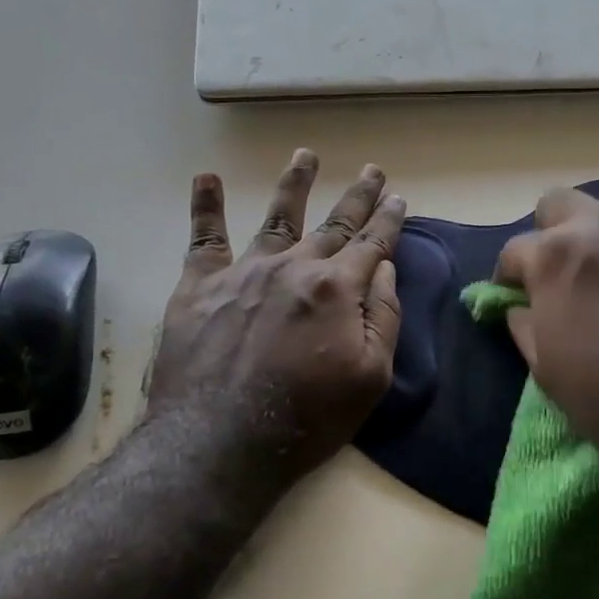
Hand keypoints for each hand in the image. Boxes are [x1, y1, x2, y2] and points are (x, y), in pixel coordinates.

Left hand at [145, 149, 404, 493]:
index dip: (389, 221)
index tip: (398, 198)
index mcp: (337, 289)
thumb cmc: (307, 418)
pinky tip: (206, 177)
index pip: (373, 245)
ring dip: (295, 184)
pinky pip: (204, 238)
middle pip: (334, 224)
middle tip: (372, 171)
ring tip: (306, 155)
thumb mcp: (371, 377)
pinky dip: (205, 206)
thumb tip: (385, 271)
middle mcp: (293, 267)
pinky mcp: (200, 287)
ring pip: (276, 217)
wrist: (220, 442)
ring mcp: (244, 273)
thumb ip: (383, 318)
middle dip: (357, 197)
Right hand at [495, 188, 598, 503]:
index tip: (515, 297)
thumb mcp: (548, 372)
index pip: (515, 250)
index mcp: (555, 257)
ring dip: (593, 234)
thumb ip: (525, 327)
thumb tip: (520, 308)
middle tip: (557, 276)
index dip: (509, 277)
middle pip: (558, 205)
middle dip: (549, 235)